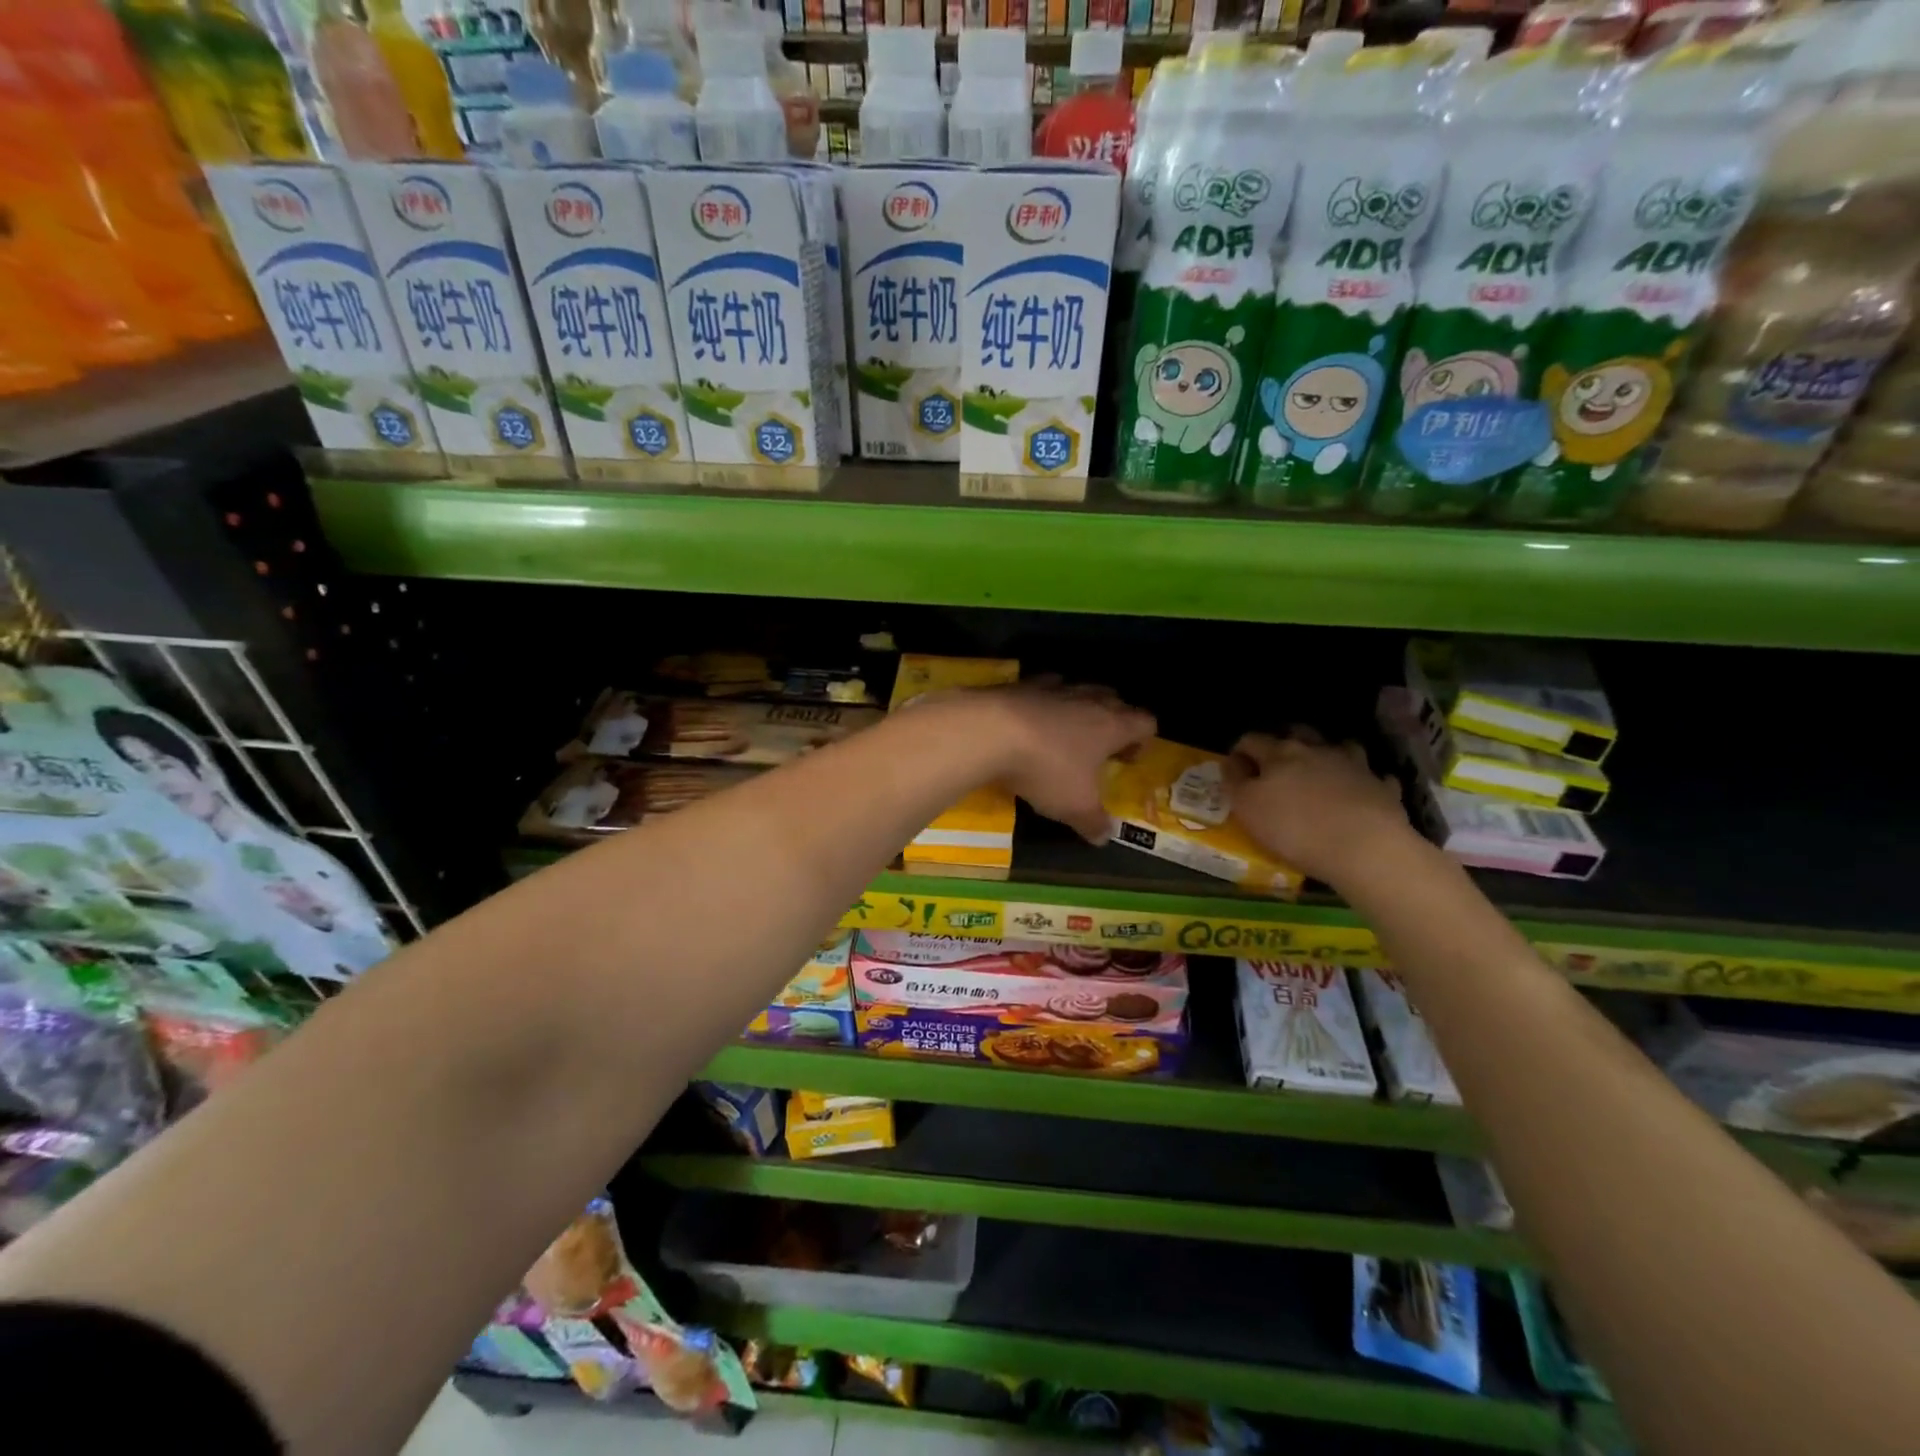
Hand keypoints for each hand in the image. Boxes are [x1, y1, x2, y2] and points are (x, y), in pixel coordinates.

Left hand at [978, 681, 1155, 844]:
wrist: (991, 731)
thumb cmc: (1046, 769)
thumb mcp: (1074, 806)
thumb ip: (1093, 822)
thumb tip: (1104, 836)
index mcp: (1112, 726)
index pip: (1145, 722)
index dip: (1142, 740)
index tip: (1128, 760)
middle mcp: (1088, 700)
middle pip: (1114, 700)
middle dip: (1113, 720)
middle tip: (1100, 747)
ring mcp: (1054, 687)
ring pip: (1079, 689)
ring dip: (1079, 707)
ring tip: (1067, 731)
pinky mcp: (1022, 684)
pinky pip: (1043, 686)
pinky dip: (1044, 700)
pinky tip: (1032, 717)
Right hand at [1223, 729, 1415, 887]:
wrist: (1365, 848)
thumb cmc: (1295, 829)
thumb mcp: (1248, 808)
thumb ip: (1235, 782)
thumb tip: (1231, 763)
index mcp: (1279, 754)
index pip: (1252, 740)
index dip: (1240, 752)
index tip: (1235, 768)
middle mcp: (1316, 750)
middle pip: (1297, 733)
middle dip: (1283, 741)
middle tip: (1275, 763)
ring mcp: (1353, 765)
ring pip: (1339, 746)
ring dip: (1327, 753)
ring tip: (1321, 770)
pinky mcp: (1381, 786)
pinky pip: (1372, 776)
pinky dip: (1364, 780)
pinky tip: (1360, 791)